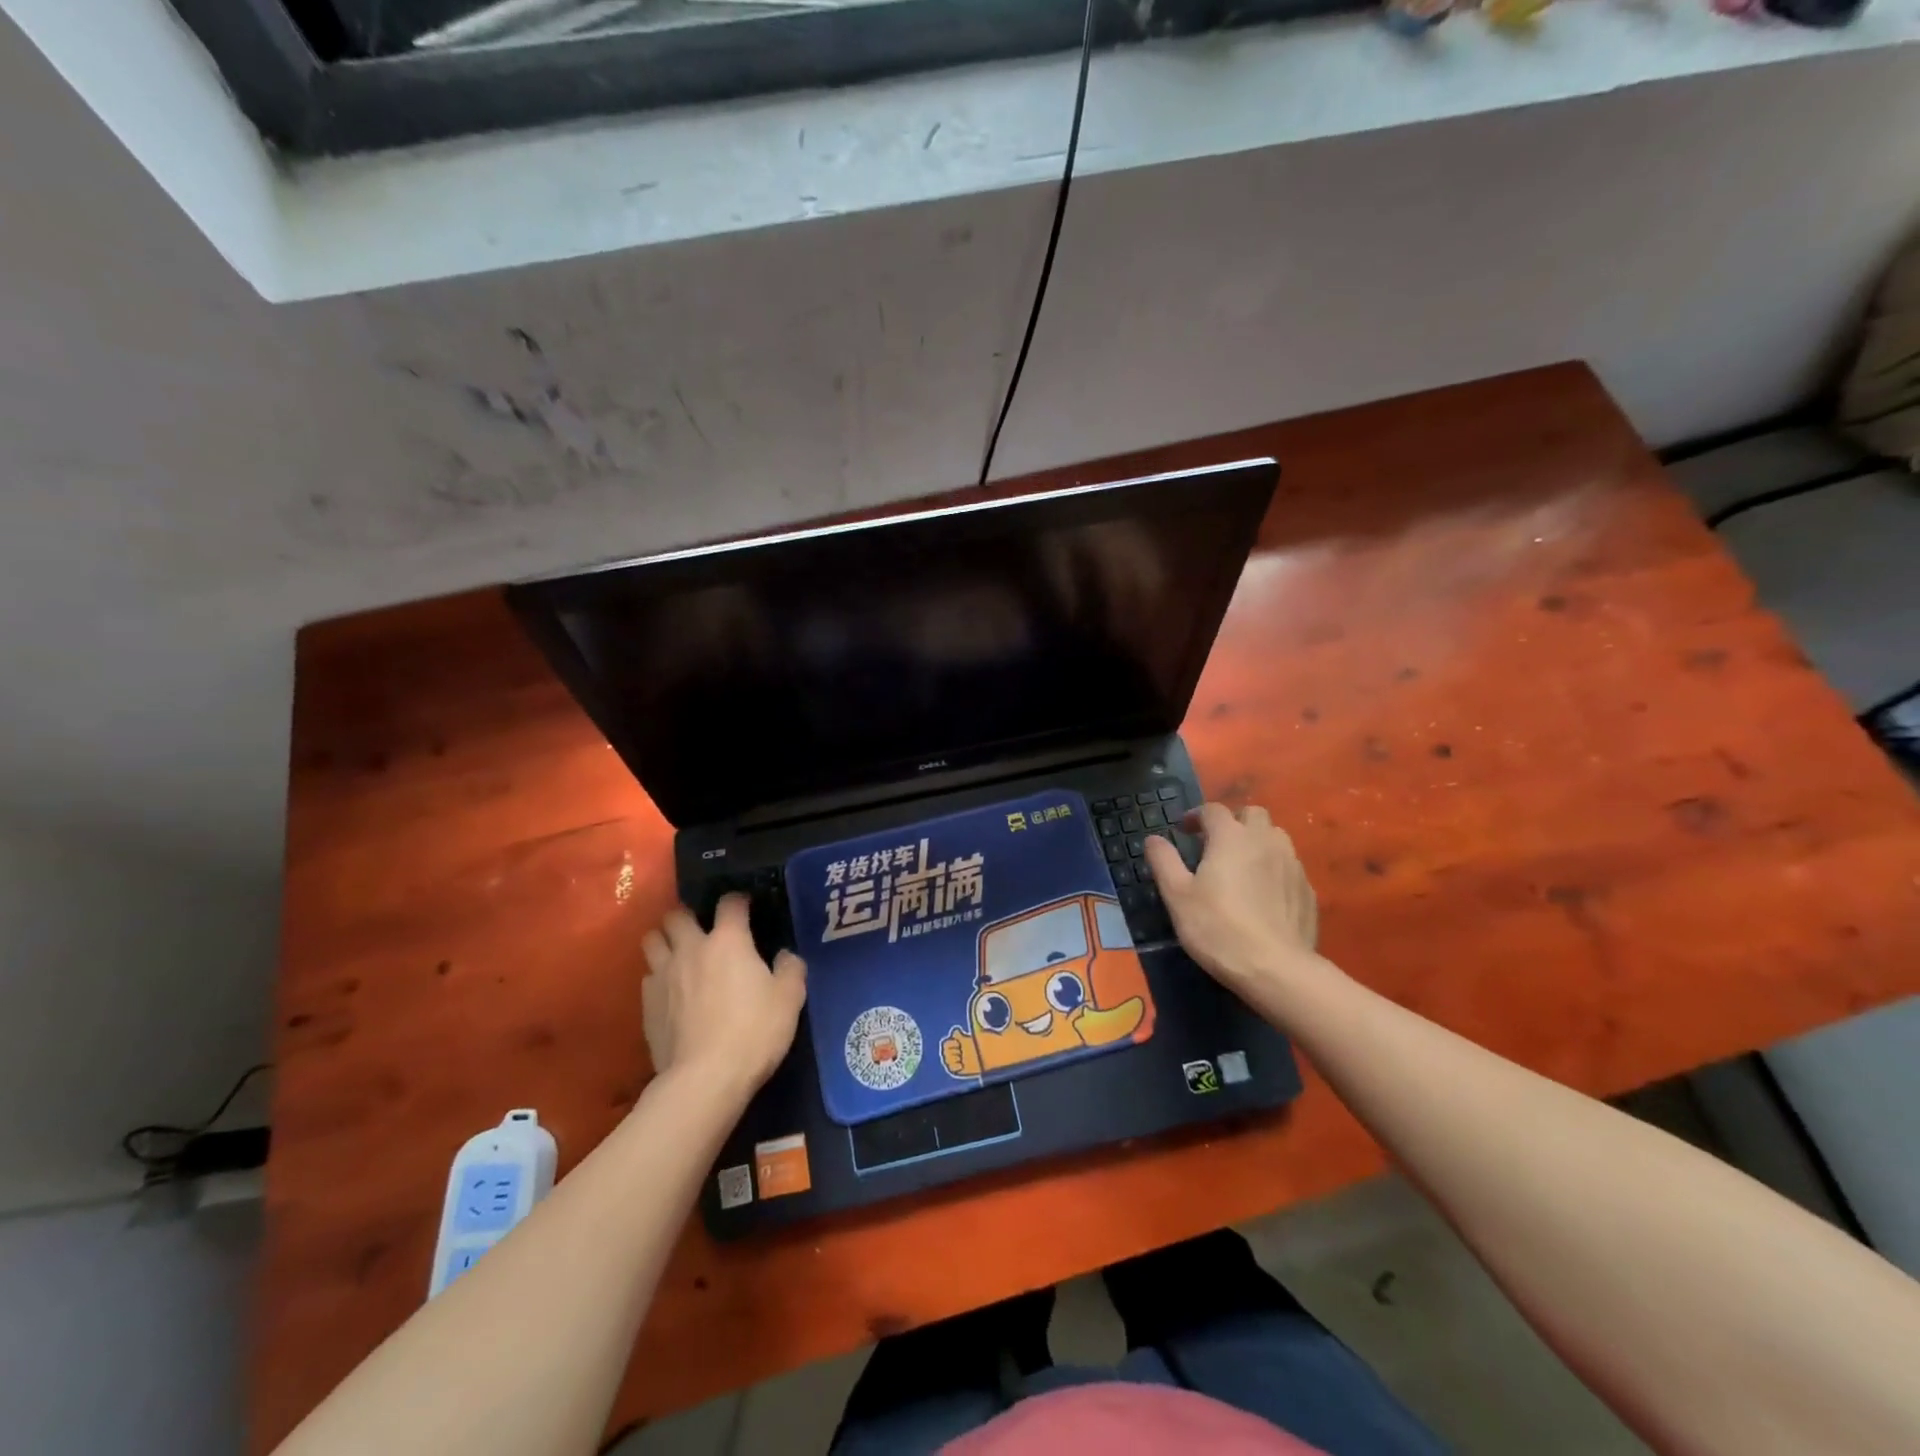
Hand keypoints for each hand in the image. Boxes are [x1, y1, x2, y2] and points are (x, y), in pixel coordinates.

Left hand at [641, 896, 805, 1100]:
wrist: (704, 1079)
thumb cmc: (754, 1032)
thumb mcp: (790, 999)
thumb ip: (790, 969)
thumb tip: (785, 955)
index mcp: (728, 941)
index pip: (730, 903)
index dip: (738, 901)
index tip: (746, 908)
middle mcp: (690, 949)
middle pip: (676, 915)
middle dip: (687, 916)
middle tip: (702, 929)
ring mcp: (663, 976)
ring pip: (651, 941)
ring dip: (664, 941)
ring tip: (678, 953)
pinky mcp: (646, 1005)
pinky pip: (647, 977)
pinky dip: (658, 976)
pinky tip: (671, 992)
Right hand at [1143, 803, 1318, 992]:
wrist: (1275, 969)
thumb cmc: (1217, 927)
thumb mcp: (1177, 895)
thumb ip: (1164, 861)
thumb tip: (1153, 839)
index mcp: (1231, 837)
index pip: (1213, 810)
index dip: (1196, 816)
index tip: (1184, 831)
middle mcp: (1265, 841)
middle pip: (1252, 814)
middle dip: (1233, 821)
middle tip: (1216, 845)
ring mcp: (1292, 864)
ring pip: (1276, 837)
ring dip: (1257, 842)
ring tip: (1242, 866)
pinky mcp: (1308, 890)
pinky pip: (1289, 866)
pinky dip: (1274, 869)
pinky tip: (1264, 894)